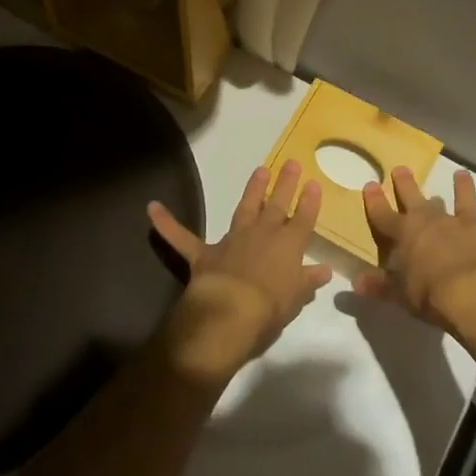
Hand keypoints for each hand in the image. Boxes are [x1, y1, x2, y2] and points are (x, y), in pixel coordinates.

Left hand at [147, 162, 332, 384]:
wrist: (232, 312)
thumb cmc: (271, 308)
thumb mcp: (296, 298)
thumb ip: (307, 280)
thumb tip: (323, 270)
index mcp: (288, 246)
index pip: (303, 219)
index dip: (309, 201)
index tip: (313, 184)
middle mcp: (263, 234)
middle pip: (277, 204)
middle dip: (285, 184)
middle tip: (290, 163)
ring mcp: (233, 240)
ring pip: (245, 208)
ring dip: (253, 189)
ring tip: (260, 170)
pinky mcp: (204, 253)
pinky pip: (181, 237)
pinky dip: (166, 223)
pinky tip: (151, 208)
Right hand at [356, 166, 475, 338]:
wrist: (475, 295)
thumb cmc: (430, 294)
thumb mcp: (399, 295)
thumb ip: (380, 286)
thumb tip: (356, 283)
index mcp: (407, 233)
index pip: (384, 214)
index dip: (375, 201)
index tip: (370, 185)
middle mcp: (435, 221)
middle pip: (416, 198)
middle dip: (407, 184)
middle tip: (401, 168)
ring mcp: (466, 227)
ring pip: (463, 201)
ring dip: (462, 188)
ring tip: (462, 174)